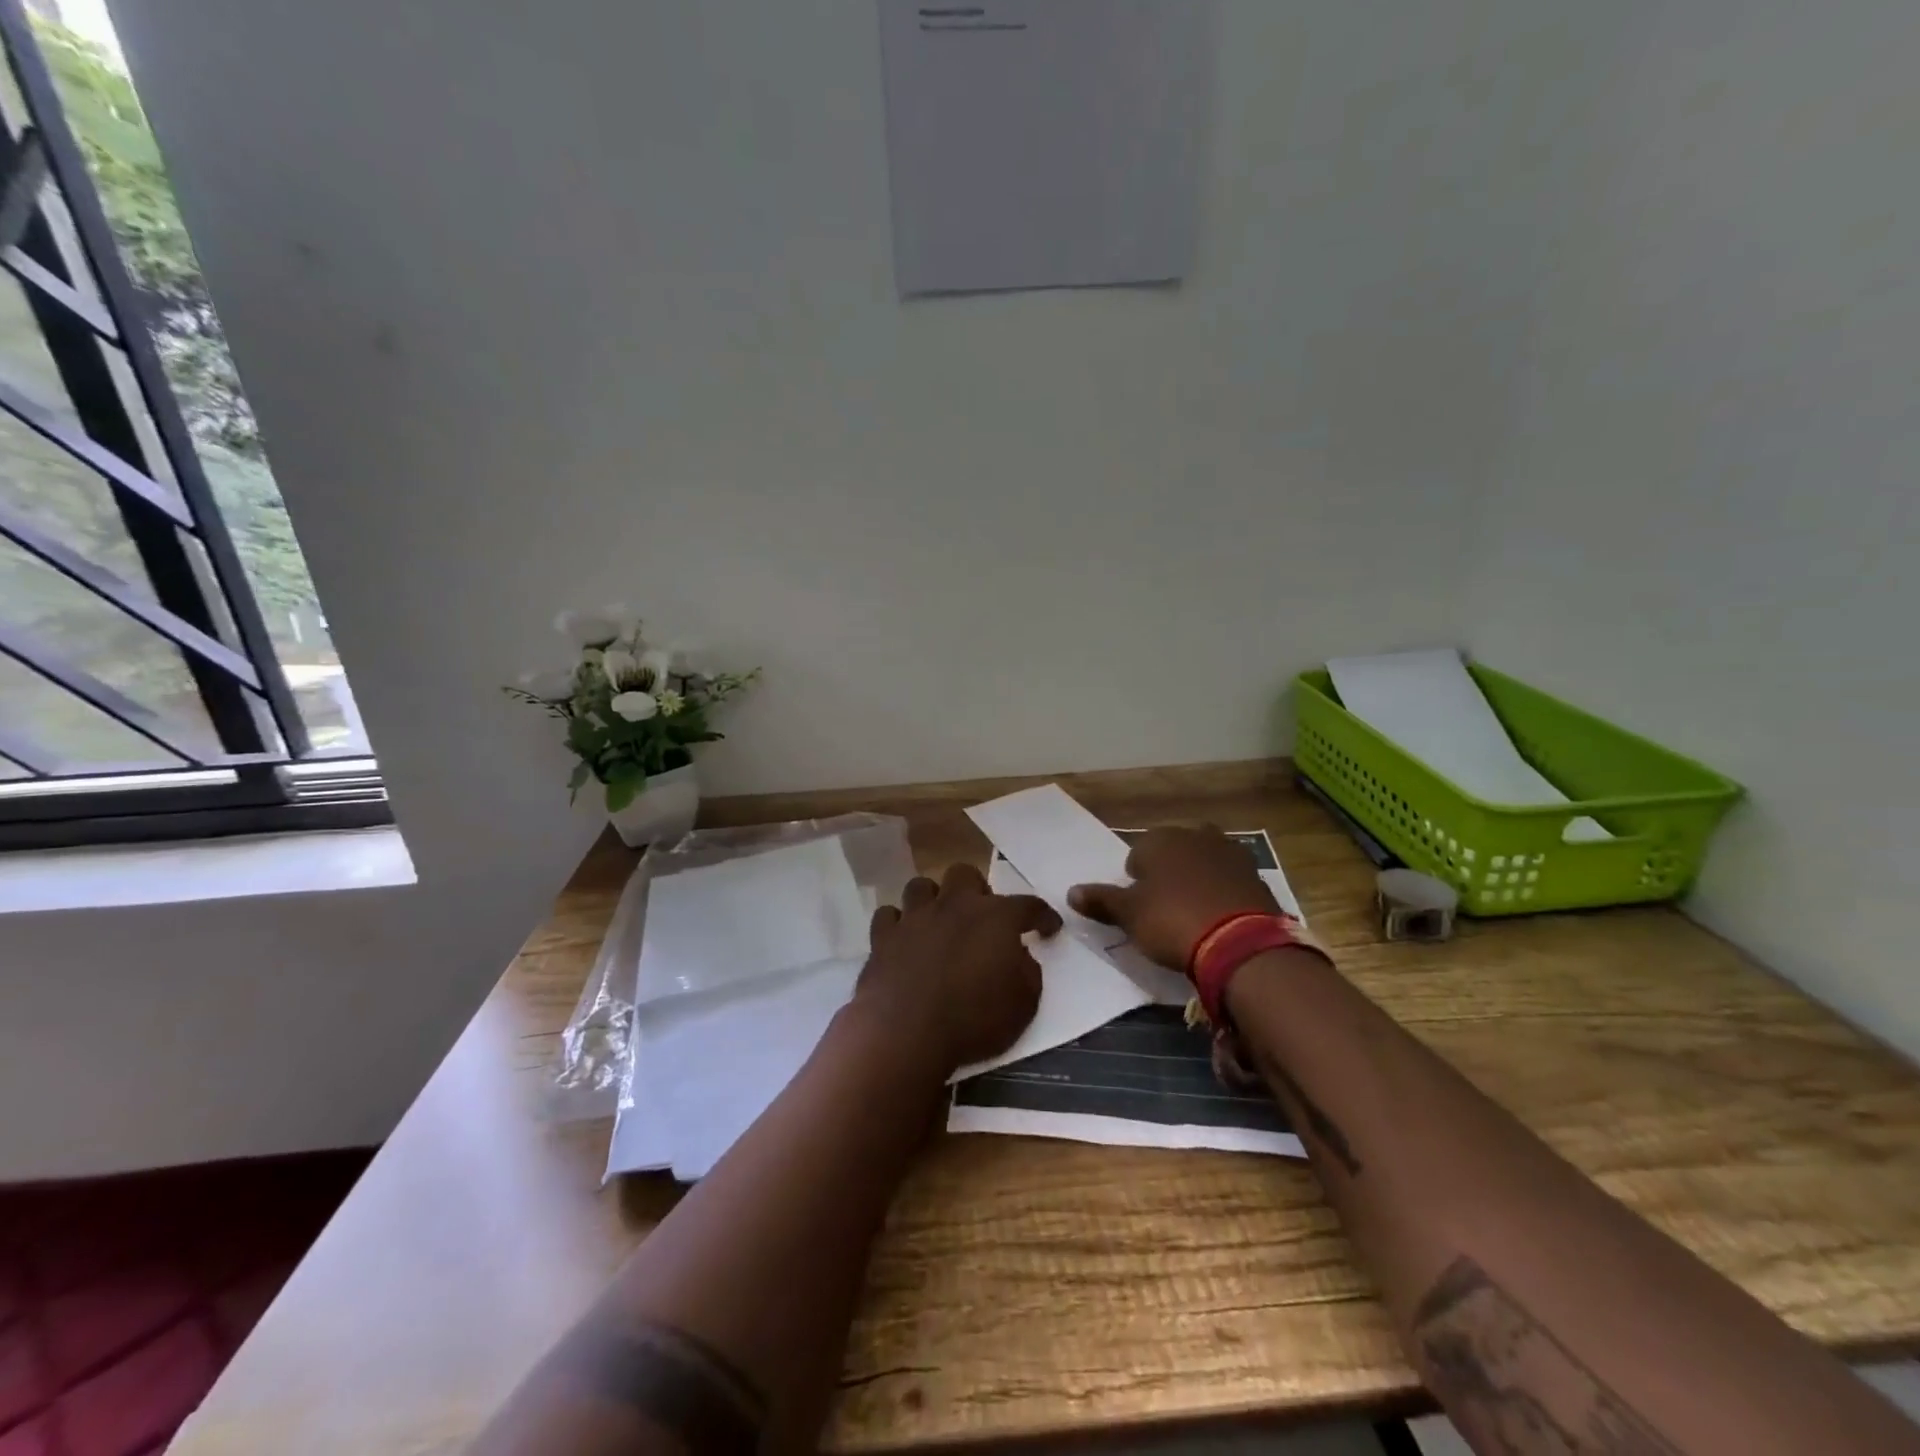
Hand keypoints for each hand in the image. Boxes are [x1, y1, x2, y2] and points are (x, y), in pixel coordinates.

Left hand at [855, 863, 1059, 1073]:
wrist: (906, 1033)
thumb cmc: (973, 1021)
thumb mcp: (1023, 1005)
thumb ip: (1027, 972)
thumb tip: (1020, 957)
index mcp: (995, 917)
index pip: (1028, 905)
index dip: (1042, 915)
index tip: (1048, 927)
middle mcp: (954, 905)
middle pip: (965, 874)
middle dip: (975, 890)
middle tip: (980, 919)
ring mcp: (914, 917)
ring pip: (921, 886)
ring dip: (932, 900)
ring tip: (938, 923)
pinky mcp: (883, 936)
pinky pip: (888, 915)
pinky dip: (897, 924)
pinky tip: (903, 939)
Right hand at [1068, 825, 1275, 973]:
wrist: (1241, 944)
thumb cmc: (1172, 921)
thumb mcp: (1129, 915)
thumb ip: (1100, 900)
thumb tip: (1071, 892)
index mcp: (1161, 838)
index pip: (1137, 854)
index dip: (1136, 881)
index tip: (1140, 907)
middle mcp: (1195, 835)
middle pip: (1172, 853)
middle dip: (1168, 874)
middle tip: (1165, 910)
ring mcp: (1230, 852)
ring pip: (1202, 863)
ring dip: (1196, 880)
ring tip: (1193, 914)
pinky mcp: (1256, 876)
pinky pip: (1228, 880)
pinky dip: (1222, 893)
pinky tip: (1219, 918)